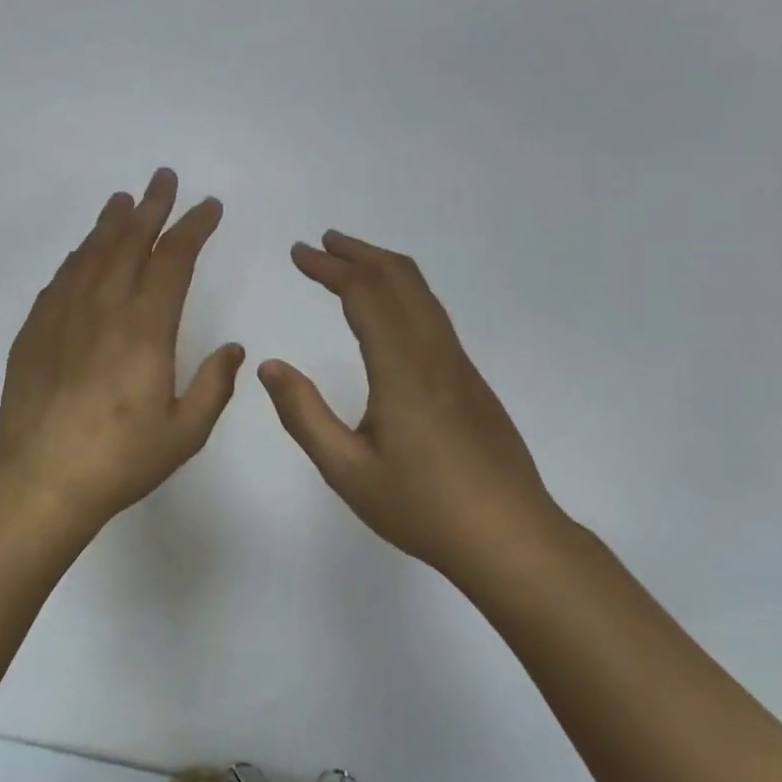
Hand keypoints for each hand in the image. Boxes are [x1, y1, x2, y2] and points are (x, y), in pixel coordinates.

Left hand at [0, 169, 244, 539]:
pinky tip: (82, 251)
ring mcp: (62, 316)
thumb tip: (233, 348)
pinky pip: (60, 279)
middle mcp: (103, 309)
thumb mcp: (185, 432)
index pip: (173, 260)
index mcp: (145, 329)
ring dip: (111, 223)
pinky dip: (77, 256)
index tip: (208, 207)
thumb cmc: (120, 460)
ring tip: (124, 200)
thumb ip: (214, 386)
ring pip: (90, 253)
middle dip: (152, 207)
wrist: (40, 480)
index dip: (193, 227)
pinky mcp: (34, 331)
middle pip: (129, 242)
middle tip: (164, 178)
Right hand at [258, 231, 568, 580]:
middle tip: (321, 243)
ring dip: (384, 269)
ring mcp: (460, 366)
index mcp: (403, 370)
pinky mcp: (472, 382)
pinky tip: (387, 313)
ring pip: (423, 295)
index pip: (365, 295)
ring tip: (349, 265)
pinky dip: (403, 293)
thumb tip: (270, 365)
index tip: (299, 252)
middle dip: (358, 253)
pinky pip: (434, 316)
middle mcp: (436, 354)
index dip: (330, 267)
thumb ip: (304, 415)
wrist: (511, 538)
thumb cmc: (422, 508)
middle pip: (401, 279)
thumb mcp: (347, 471)